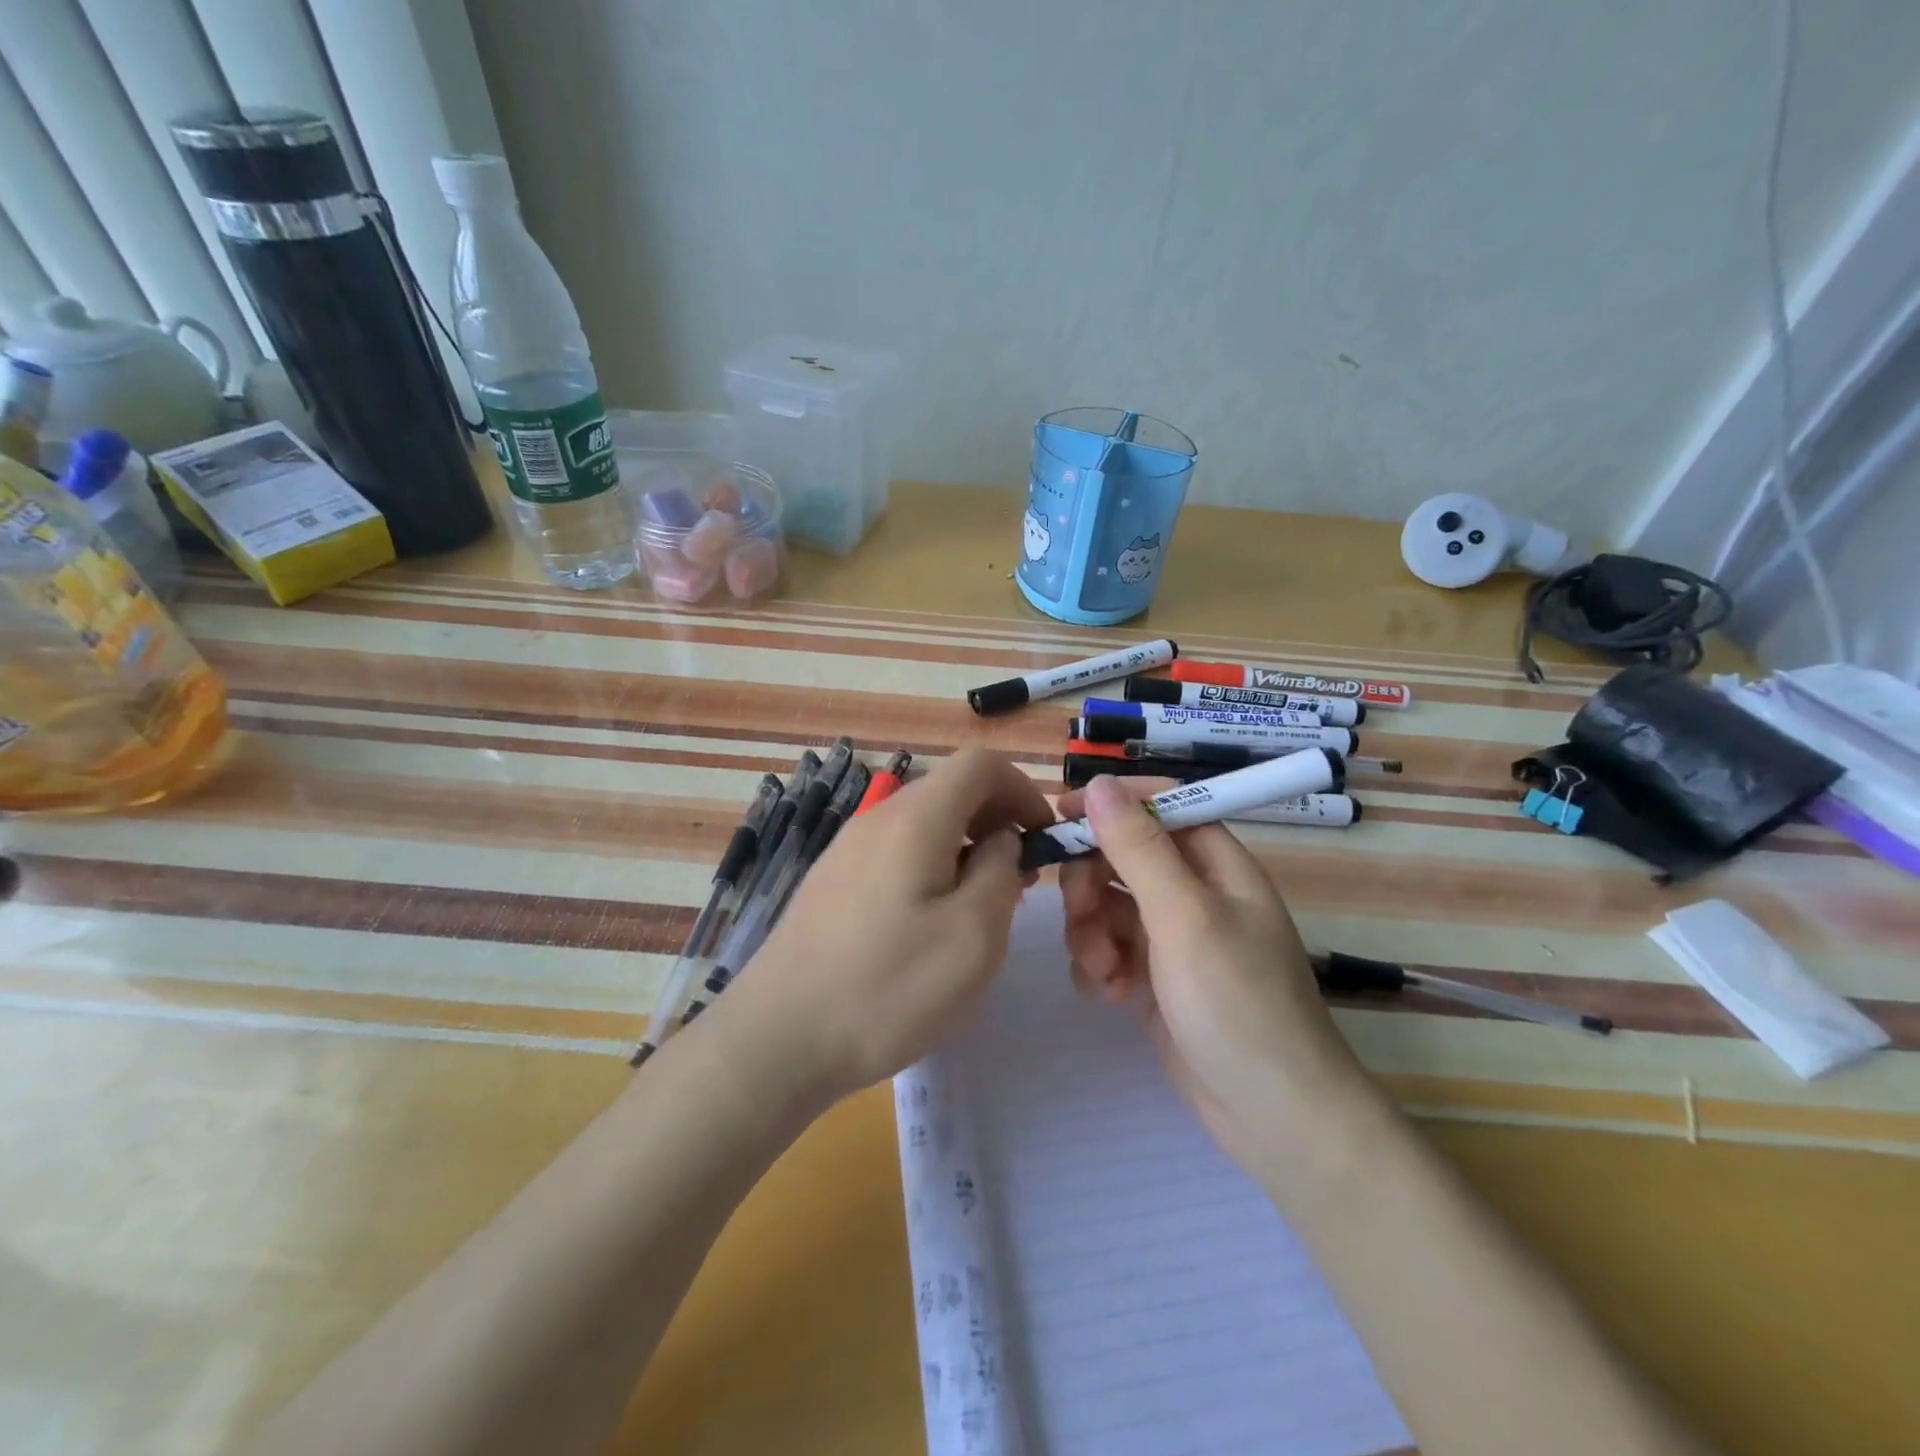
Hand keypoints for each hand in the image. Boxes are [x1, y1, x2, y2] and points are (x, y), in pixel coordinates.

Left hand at [722, 747, 1053, 1101]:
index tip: (1043, 838)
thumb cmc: (888, 988)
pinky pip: (894, 852)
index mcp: (915, 819)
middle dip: (996, 820)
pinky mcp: (830, 882)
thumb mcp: (973, 936)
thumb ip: (1001, 873)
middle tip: (1020, 878)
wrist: (777, 1039)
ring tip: (979, 905)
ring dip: (964, 847)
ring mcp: (846, 849)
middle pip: (950, 789)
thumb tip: (1000, 841)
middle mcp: (876, 818)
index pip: (980, 763)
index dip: (1023, 789)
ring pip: (922, 823)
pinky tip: (929, 924)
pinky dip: (930, 867)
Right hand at [1059, 775, 1368, 1165]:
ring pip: (1108, 904)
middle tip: (1081, 915)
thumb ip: (1139, 849)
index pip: (1160, 806)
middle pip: (1123, 856)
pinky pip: (1109, 948)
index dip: (1112, 805)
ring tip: (1104, 972)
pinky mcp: (1155, 977)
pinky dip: (1100, 966)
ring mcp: (1173, 937)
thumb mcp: (1184, 917)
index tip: (1062, 816)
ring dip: (1091, 932)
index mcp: (1216, 864)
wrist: (1272, 1116)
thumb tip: (1100, 785)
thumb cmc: (1237, 1003)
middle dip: (1092, 883)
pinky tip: (1109, 996)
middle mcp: (1195, 892)